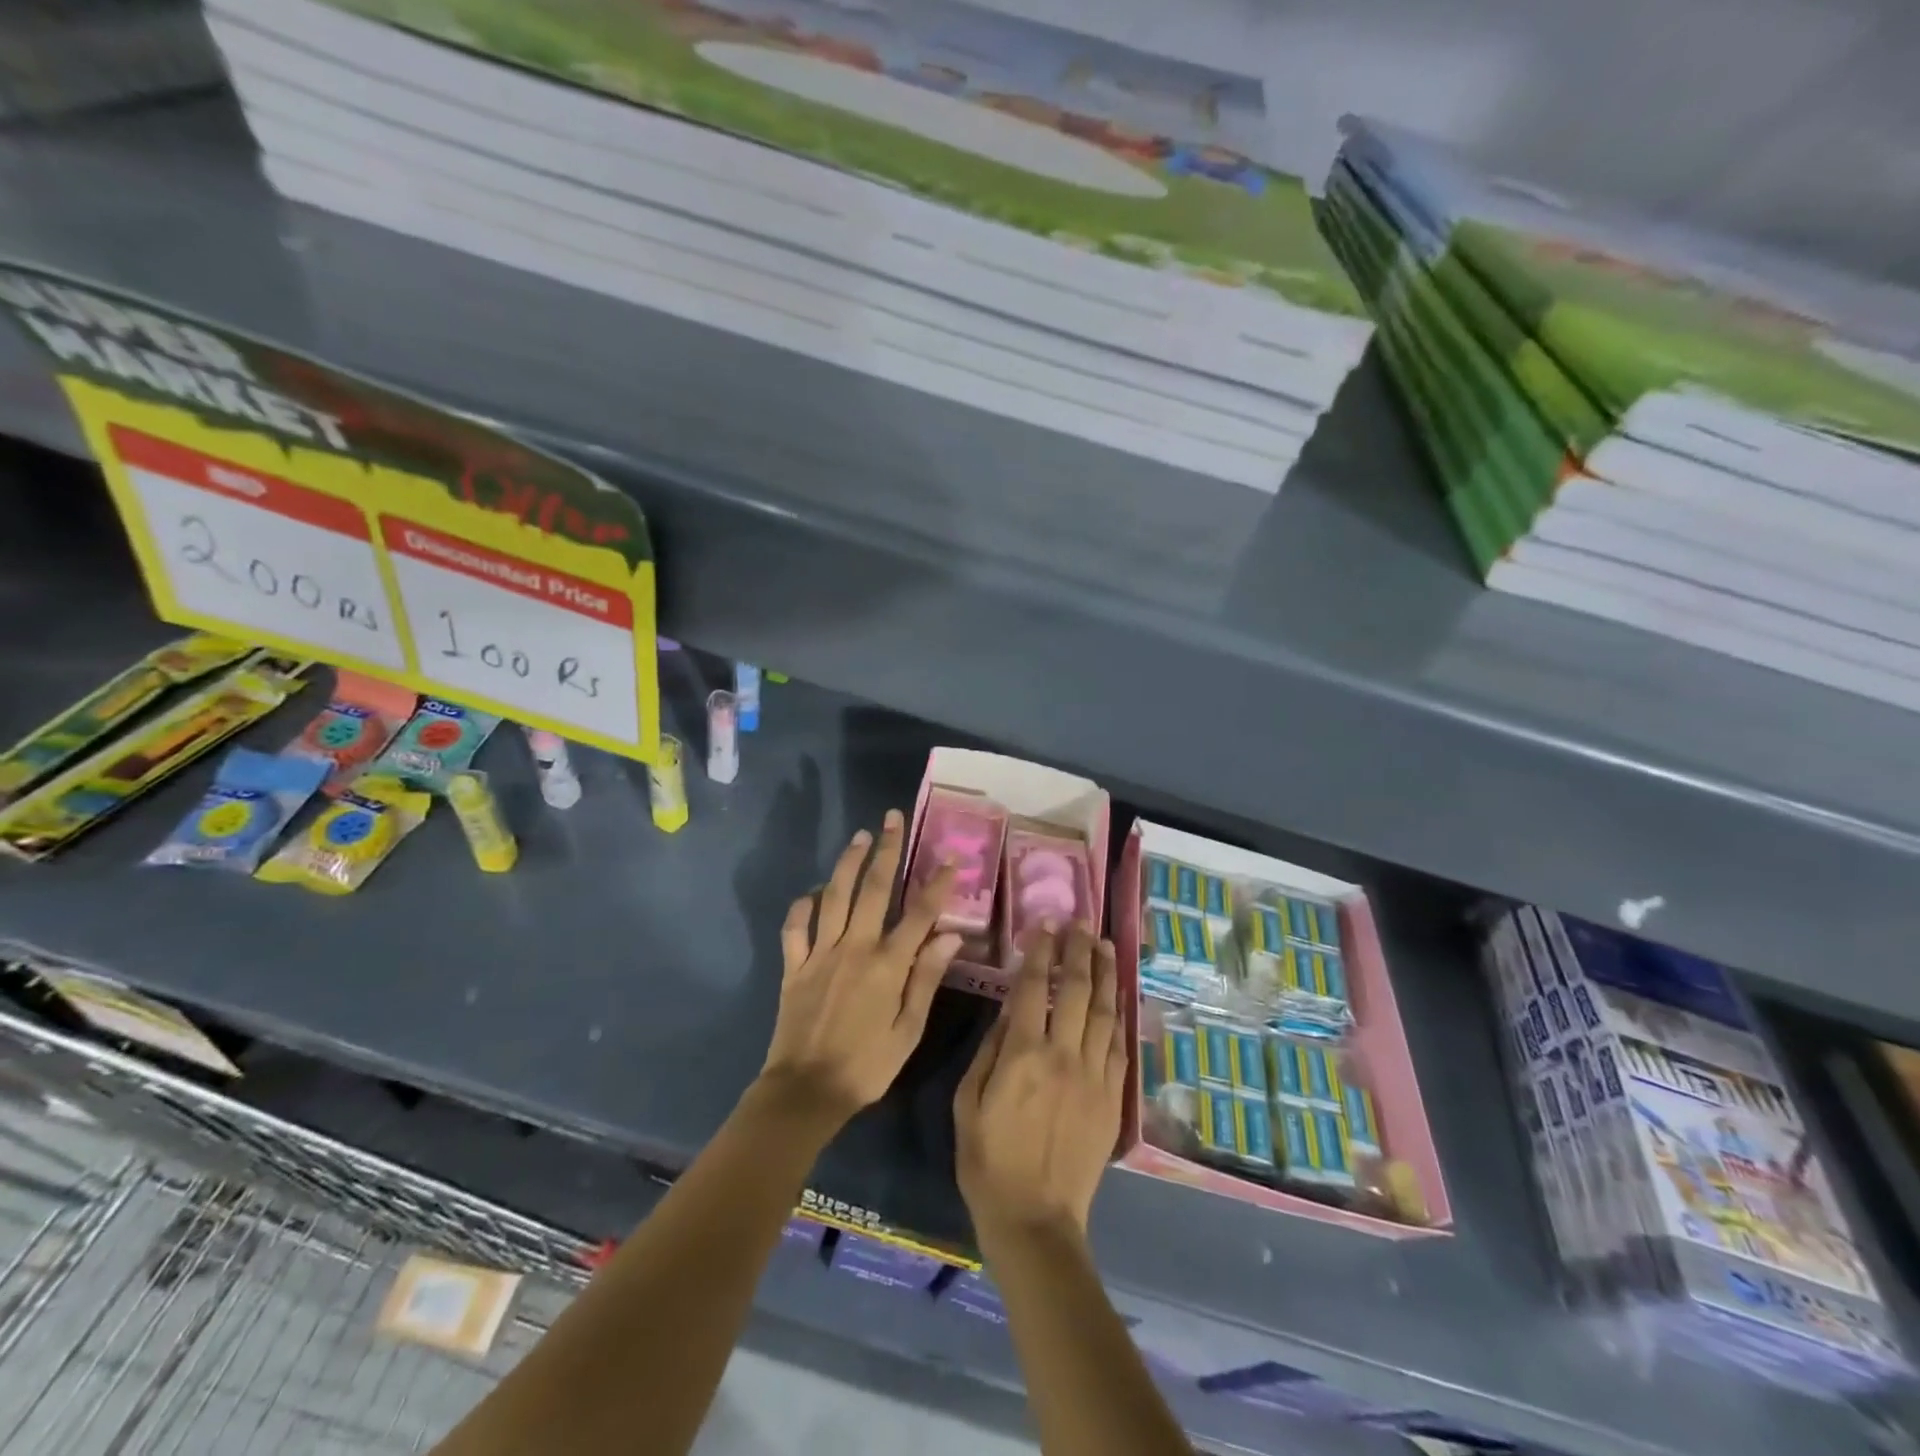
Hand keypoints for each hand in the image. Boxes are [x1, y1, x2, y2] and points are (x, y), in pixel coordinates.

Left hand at [759, 811, 960, 1128]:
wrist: (805, 1092)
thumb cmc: (866, 1066)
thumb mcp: (908, 1030)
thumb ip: (926, 979)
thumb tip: (950, 936)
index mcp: (887, 965)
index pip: (918, 914)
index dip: (936, 884)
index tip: (950, 857)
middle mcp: (854, 948)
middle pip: (873, 889)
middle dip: (887, 850)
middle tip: (893, 819)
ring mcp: (820, 953)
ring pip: (834, 896)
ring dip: (847, 862)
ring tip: (859, 837)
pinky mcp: (795, 966)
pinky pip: (795, 927)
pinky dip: (803, 905)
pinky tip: (813, 892)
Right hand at [954, 924, 1128, 1246]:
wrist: (1035, 1220)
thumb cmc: (988, 1161)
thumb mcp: (967, 1103)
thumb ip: (990, 1051)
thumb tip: (1010, 1010)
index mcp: (1022, 1054)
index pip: (1035, 987)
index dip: (1041, 951)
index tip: (1046, 924)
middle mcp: (1063, 1055)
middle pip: (1076, 989)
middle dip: (1079, 950)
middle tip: (1082, 923)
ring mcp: (1093, 1075)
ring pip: (1104, 1011)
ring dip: (1105, 973)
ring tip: (1105, 944)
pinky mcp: (1112, 1097)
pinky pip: (1119, 1045)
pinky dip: (1118, 1014)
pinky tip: (1116, 995)